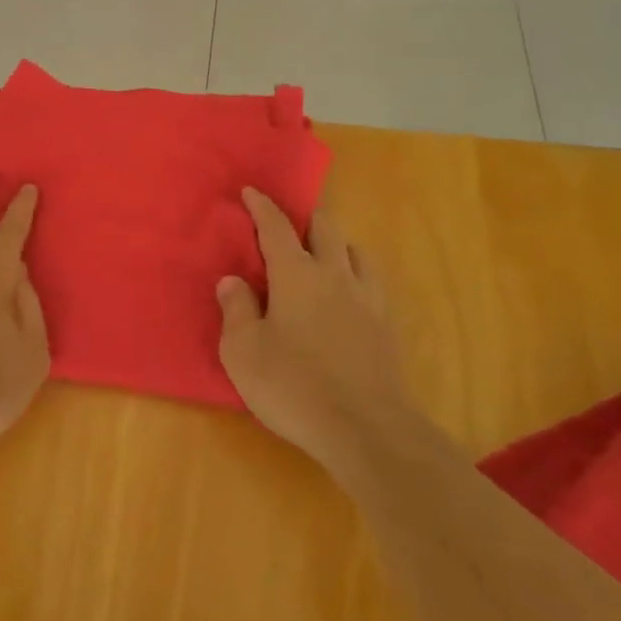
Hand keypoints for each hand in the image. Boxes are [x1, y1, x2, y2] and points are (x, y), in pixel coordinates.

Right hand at [218, 189, 413, 479]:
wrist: (367, 429)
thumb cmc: (294, 386)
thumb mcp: (244, 352)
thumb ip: (236, 310)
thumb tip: (232, 280)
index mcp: (296, 275)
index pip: (276, 227)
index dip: (262, 206)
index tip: (251, 191)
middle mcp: (335, 275)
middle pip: (325, 228)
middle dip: (306, 217)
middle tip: (291, 224)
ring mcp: (367, 299)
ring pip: (356, 250)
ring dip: (337, 243)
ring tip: (324, 255)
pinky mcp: (387, 326)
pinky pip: (372, 281)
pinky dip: (356, 273)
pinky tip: (350, 292)